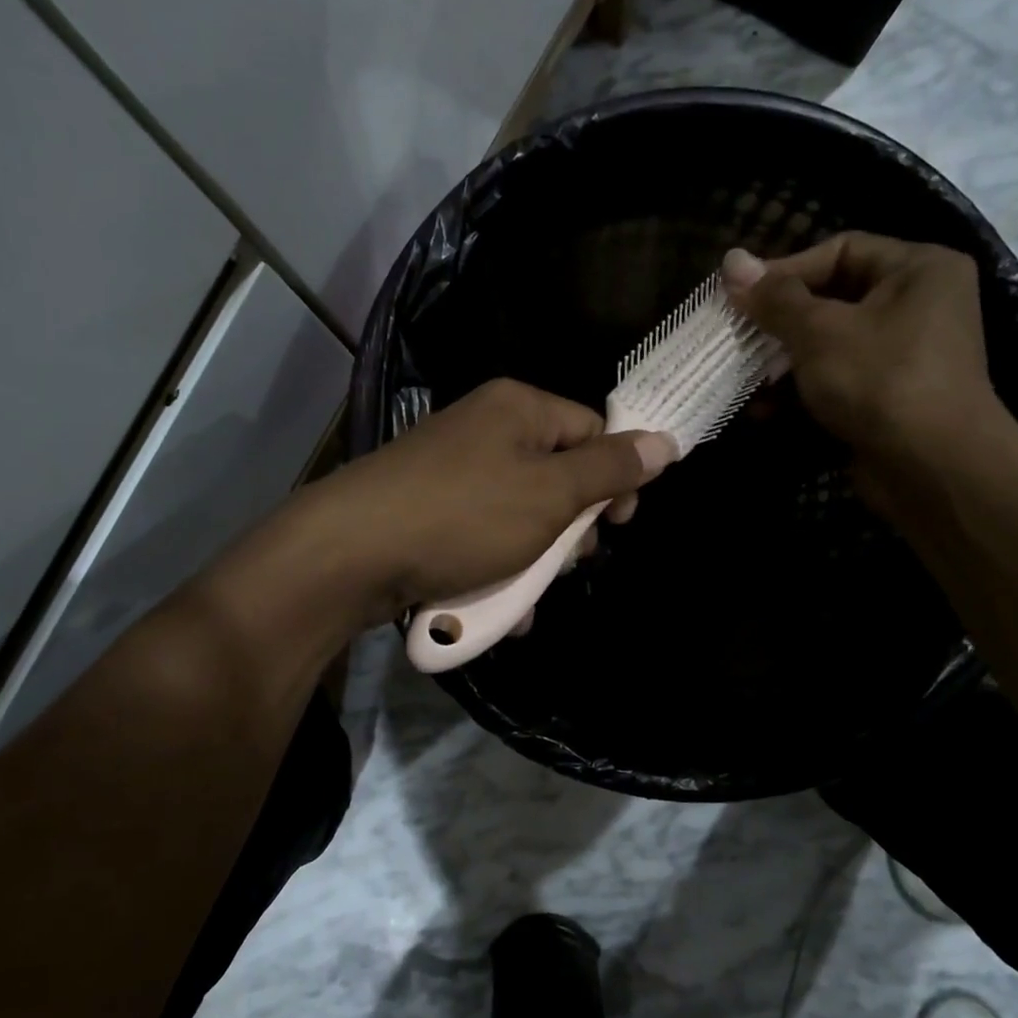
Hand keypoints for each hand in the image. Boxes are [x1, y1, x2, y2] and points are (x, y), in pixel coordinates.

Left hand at [293, 379, 677, 627]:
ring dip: (533, 562)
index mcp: (518, 408)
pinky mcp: (427, 512)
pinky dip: (494, 570)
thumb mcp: (550, 494)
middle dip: (569, 528)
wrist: (350, 553)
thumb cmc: (464, 516)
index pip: (591, 429)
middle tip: (568, 563)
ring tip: (527, 597)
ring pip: (519, 516)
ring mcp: (451, 472)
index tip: (618, 523)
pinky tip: (498, 609)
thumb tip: (667, 441)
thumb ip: (610, 469)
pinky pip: (480, 537)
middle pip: (555, 475)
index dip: (614, 476)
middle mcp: (484, 430)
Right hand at [722, 233, 1017, 501]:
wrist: (931, 467)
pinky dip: (799, 394)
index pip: (841, 250)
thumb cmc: (879, 379)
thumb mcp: (819, 331)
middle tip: (736, 336)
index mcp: (917, 269)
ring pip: (827, 346)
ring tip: (743, 377)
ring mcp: (902, 356)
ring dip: (781, 364)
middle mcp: (917, 305)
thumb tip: (731, 260)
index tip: (740, 295)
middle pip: (831, 300)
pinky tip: (762, 412)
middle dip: (778, 324)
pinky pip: (835, 383)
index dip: (785, 270)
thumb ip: (774, 298)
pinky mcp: (886, 399)